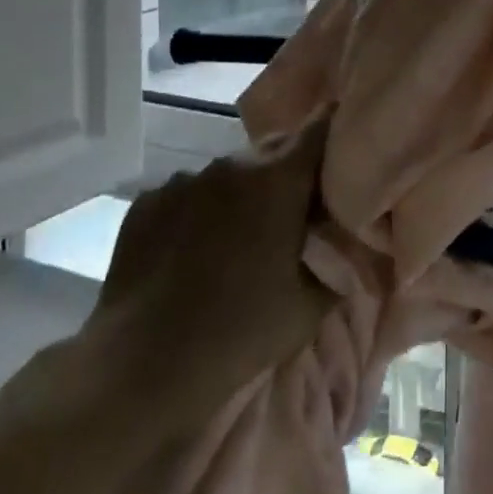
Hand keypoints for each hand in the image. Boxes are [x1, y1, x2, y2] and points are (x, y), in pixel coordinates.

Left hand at [83, 111, 337, 402]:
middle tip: (294, 215)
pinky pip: (188, 193)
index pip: (320, 129)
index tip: (344, 153)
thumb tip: (350, 242)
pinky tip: (192, 253)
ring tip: (238, 241)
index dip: (336, 134)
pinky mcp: (147, 200)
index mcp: (278, 179)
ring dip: (242, 194)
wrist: (142, 364)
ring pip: (229, 173)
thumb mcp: (311, 305)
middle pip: (274, 150)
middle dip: (289, 174)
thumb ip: (339, 262)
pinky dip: (199, 212)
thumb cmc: (241, 332)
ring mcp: (184, 179)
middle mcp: (232, 164)